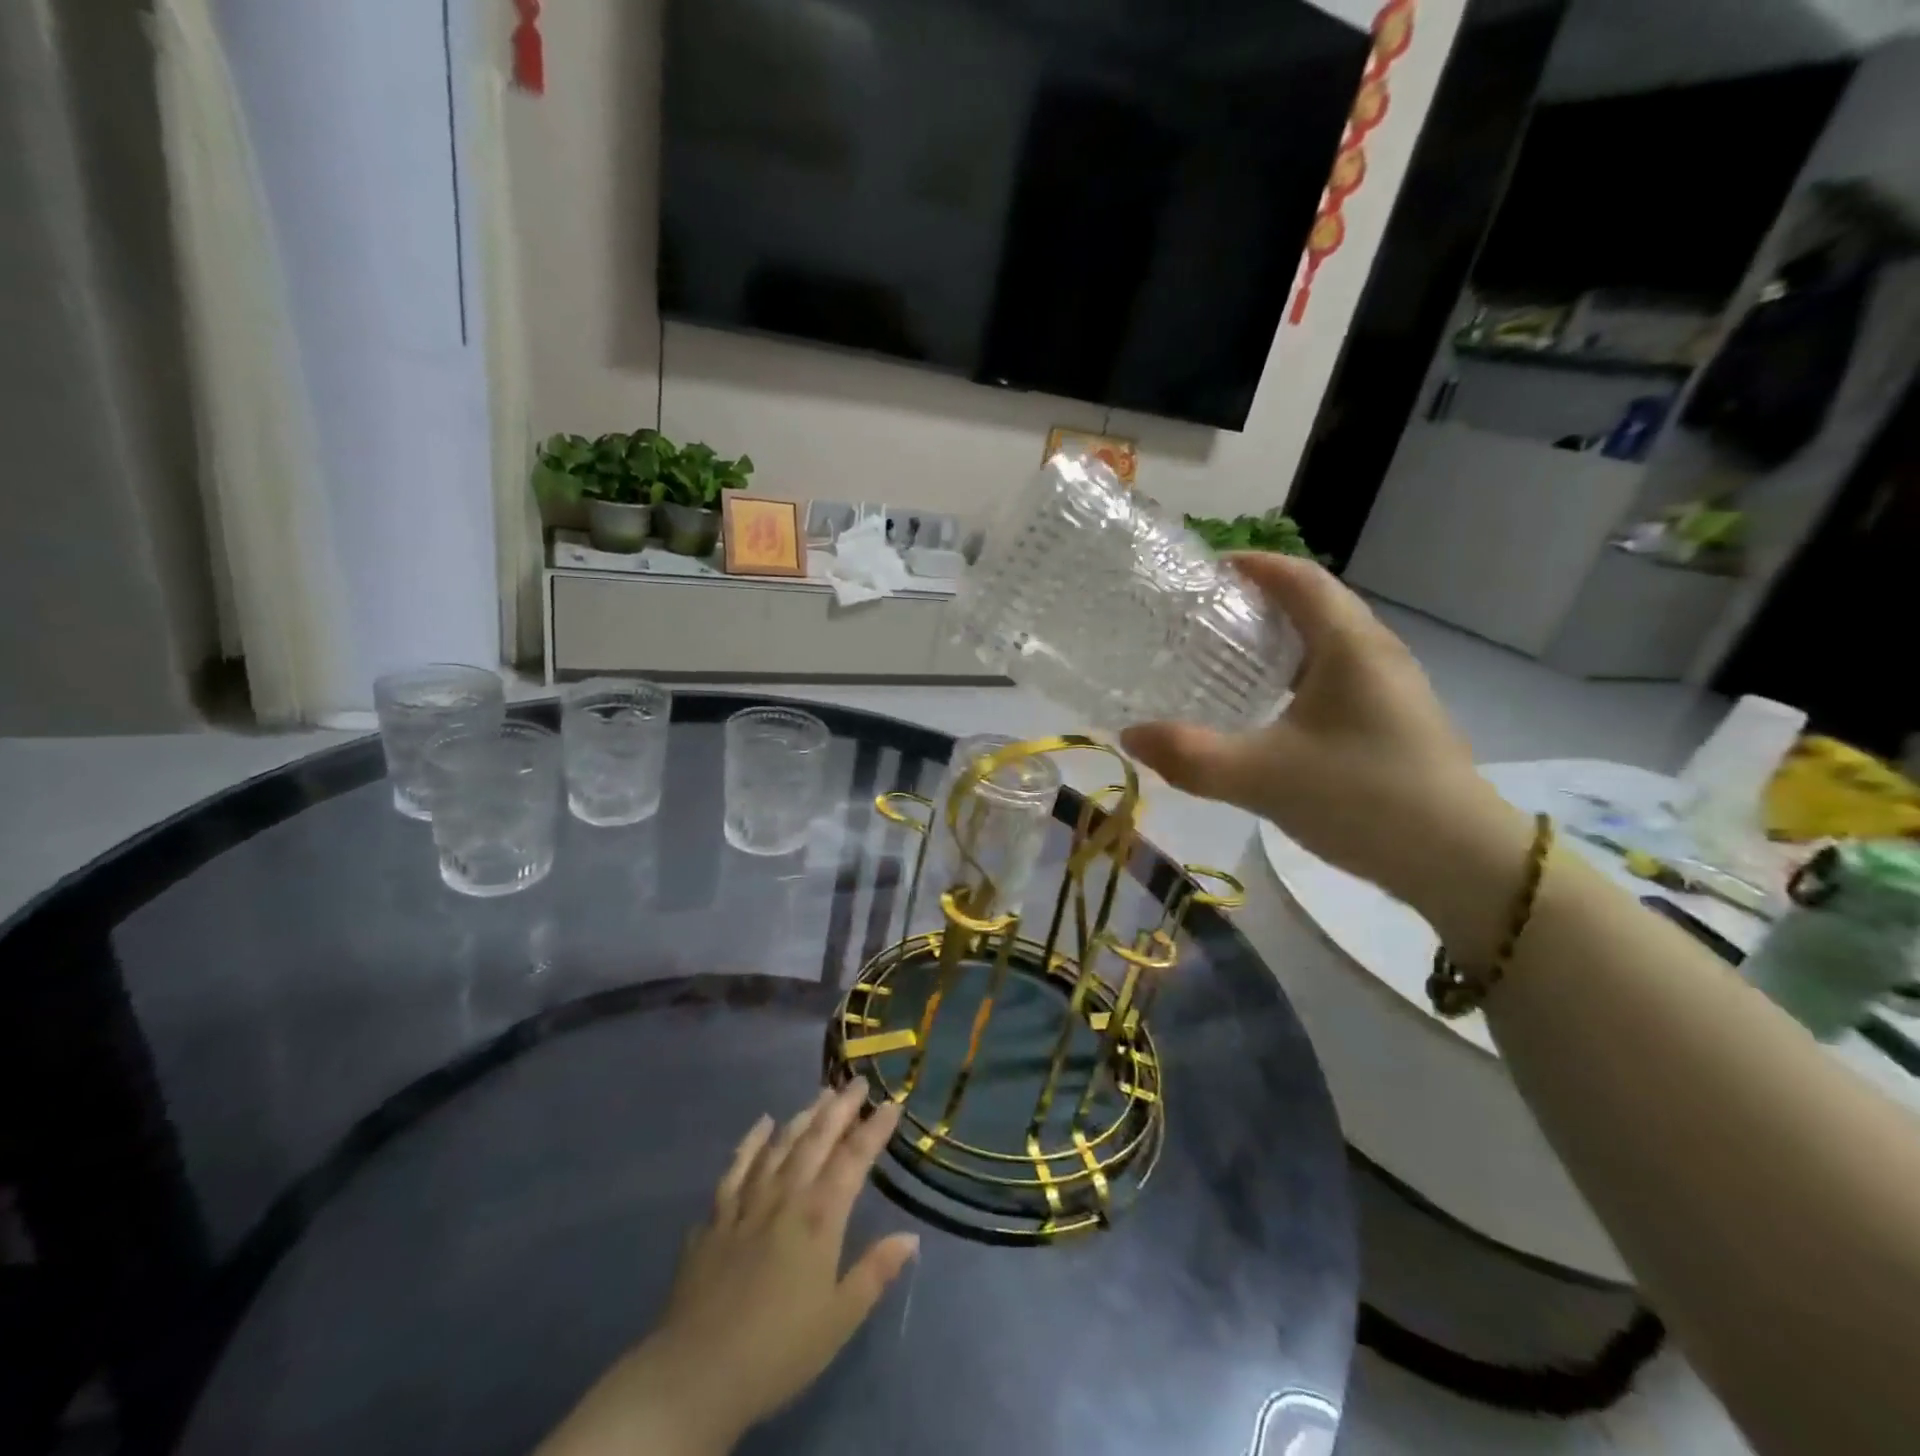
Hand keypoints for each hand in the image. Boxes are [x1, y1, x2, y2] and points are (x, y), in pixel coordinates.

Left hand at [539, 1082, 917, 1455]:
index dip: (874, 1129)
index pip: (854, 1160)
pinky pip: (736, 1169)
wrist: (695, 1375)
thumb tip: (910, 1236)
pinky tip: (761, 1125)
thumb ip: (875, 1272)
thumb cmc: (778, 1350)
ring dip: (802, 1117)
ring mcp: (746, 1204)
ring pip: (779, 1146)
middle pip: (816, 1140)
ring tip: (820, 1095)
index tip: (892, 1103)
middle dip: (840, 1108)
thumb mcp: (839, 1320)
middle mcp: (784, 1197)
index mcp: (819, 1218)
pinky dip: (750, 1143)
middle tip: (857, 1082)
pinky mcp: (715, 1219)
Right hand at [1123, 553, 1528, 947]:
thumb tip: (1129, 735)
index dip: (1251, 565)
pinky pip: (1335, 676)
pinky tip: (1267, 710)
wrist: (1460, 862)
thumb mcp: (1263, 778)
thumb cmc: (1365, 800)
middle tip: (1199, 619)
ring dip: (1276, 641)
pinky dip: (1294, 675)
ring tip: (1224, 659)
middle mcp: (1375, 652)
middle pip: (1313, 604)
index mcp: (1349, 645)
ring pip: (1325, 642)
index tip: (1202, 572)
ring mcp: (1390, 687)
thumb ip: (1190, 757)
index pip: (1298, 578)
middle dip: (1256, 602)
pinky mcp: (1393, 720)